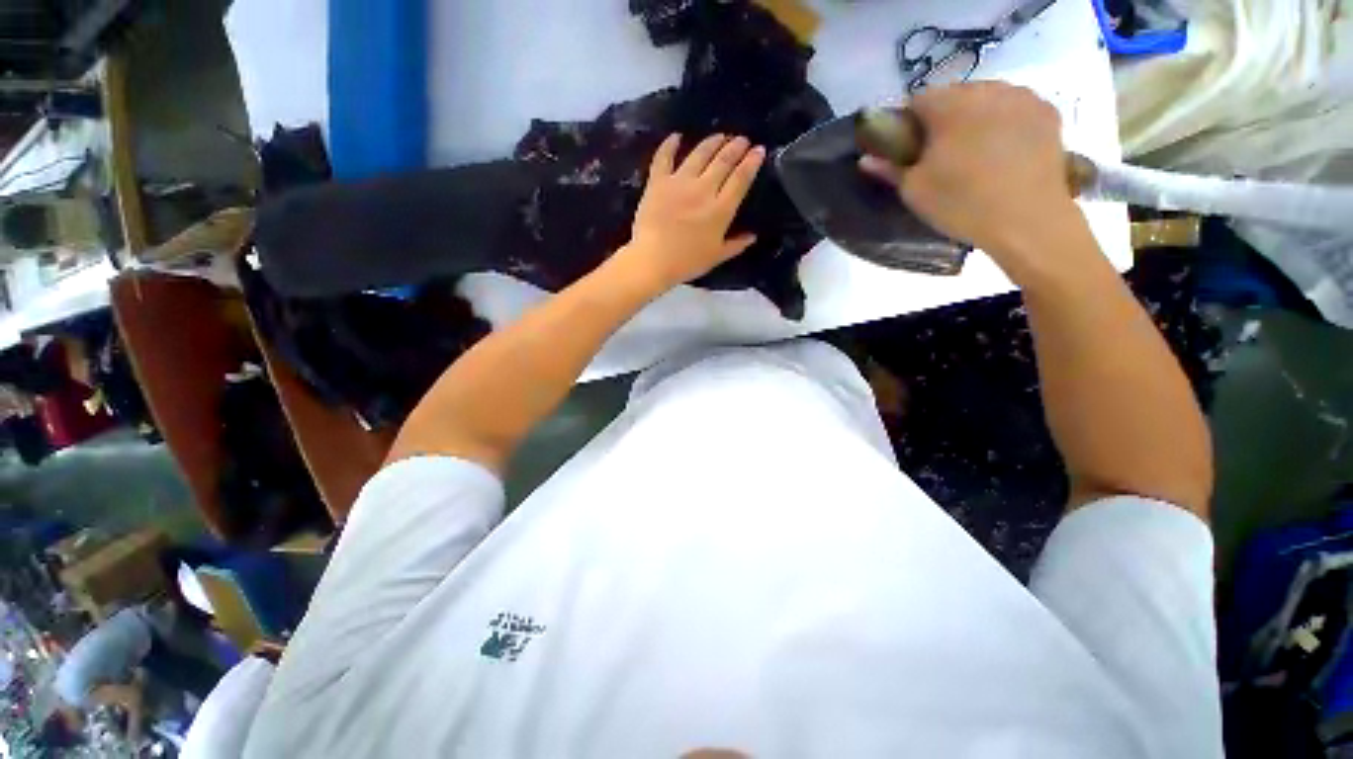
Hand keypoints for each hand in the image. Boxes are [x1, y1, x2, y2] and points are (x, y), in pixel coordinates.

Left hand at [618, 133, 764, 290]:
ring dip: (712, 142)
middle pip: (723, 161)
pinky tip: (676, 136)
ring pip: (699, 154)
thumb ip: (735, 245)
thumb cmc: (687, 262)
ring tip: (720, 136)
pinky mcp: (658, 182)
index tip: (759, 150)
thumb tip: (753, 236)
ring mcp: (679, 182)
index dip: (751, 162)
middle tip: (742, 139)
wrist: (653, 260)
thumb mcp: (716, 257)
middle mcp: (703, 190)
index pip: (740, 179)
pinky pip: (664, 157)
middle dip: (735, 147)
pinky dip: (670, 145)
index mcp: (720, 209)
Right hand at [859, 82, 1091, 278]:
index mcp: (950, 105)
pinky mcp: (1048, 112)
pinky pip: (1014, 108)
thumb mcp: (915, 191)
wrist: (1027, 220)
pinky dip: (1003, 122)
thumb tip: (866, 159)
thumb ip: (889, 169)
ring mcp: (1023, 97)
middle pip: (953, 95)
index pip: (917, 100)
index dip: (907, 124)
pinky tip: (1002, 150)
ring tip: (973, 153)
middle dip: (942, 118)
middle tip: (940, 154)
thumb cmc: (962, 203)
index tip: (907, 149)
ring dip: (974, 117)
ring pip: (986, 98)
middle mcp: (988, 89)